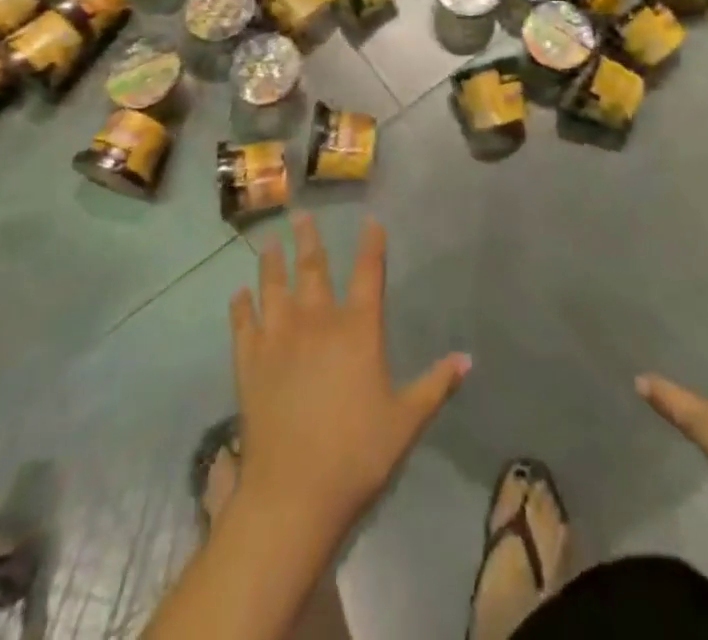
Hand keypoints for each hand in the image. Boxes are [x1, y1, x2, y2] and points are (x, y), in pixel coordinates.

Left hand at [229, 214, 469, 543]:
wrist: (293, 493)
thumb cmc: (357, 453)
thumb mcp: (407, 420)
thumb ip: (436, 385)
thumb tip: (468, 359)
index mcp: (358, 329)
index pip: (369, 273)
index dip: (372, 245)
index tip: (371, 221)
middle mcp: (317, 321)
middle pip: (313, 268)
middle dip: (308, 239)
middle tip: (300, 214)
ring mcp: (279, 338)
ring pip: (274, 287)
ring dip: (271, 261)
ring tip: (268, 240)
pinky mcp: (250, 362)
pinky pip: (243, 324)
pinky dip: (241, 307)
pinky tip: (239, 294)